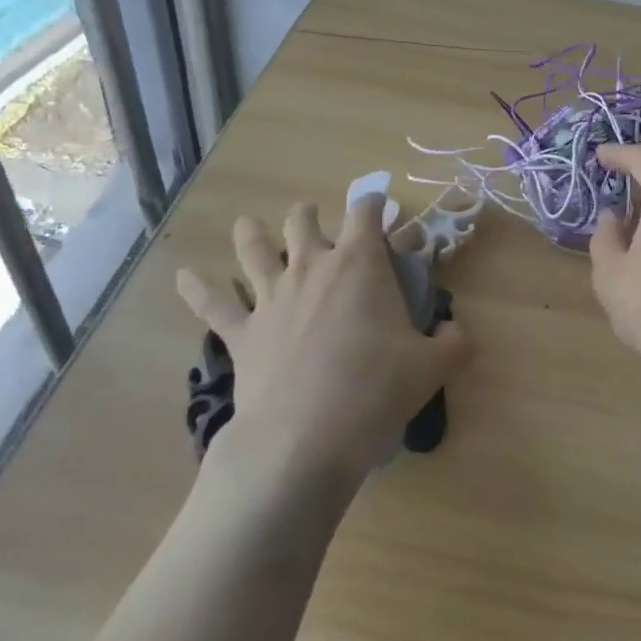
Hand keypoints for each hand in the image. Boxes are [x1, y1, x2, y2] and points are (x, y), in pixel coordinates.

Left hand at [177, 196, 471, 486]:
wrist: (306, 437)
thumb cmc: (375, 389)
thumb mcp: (433, 366)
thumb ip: (454, 343)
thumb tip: (456, 333)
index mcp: (359, 264)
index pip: (366, 211)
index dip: (374, 203)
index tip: (380, 206)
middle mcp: (311, 267)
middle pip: (303, 221)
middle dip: (311, 215)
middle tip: (317, 222)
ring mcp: (270, 297)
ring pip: (254, 249)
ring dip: (251, 234)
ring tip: (247, 226)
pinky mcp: (241, 332)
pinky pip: (213, 304)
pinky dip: (197, 289)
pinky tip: (184, 277)